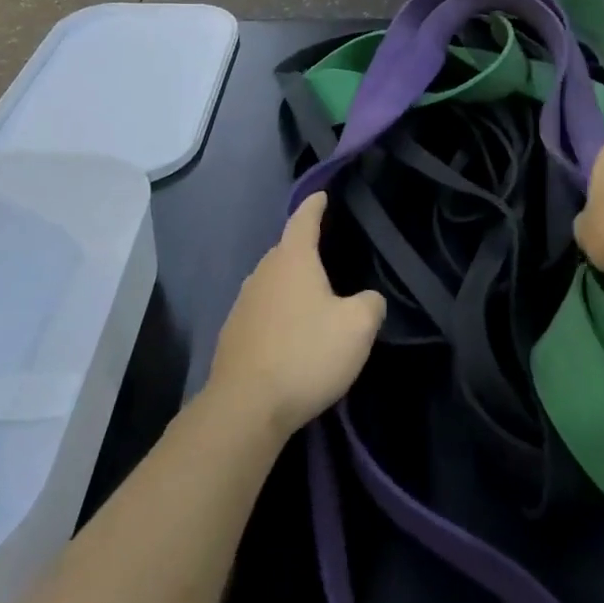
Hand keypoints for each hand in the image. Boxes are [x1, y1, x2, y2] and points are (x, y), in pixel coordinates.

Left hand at [207, 192, 384, 438]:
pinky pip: (262, 311)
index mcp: (293, 259)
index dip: (316, 205)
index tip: (322, 195)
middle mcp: (263, 272)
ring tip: (313, 299)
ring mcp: (243, 303)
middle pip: (286, 250)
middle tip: (329, 256)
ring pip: (273, 282)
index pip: (304, 219)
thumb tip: (368, 299)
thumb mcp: (358, 328)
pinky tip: (290, 335)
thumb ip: (371, 304)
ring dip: (291, 286)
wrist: (245, 407)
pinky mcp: (233, 334)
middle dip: (305, 250)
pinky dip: (278, 314)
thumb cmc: (306, 354)